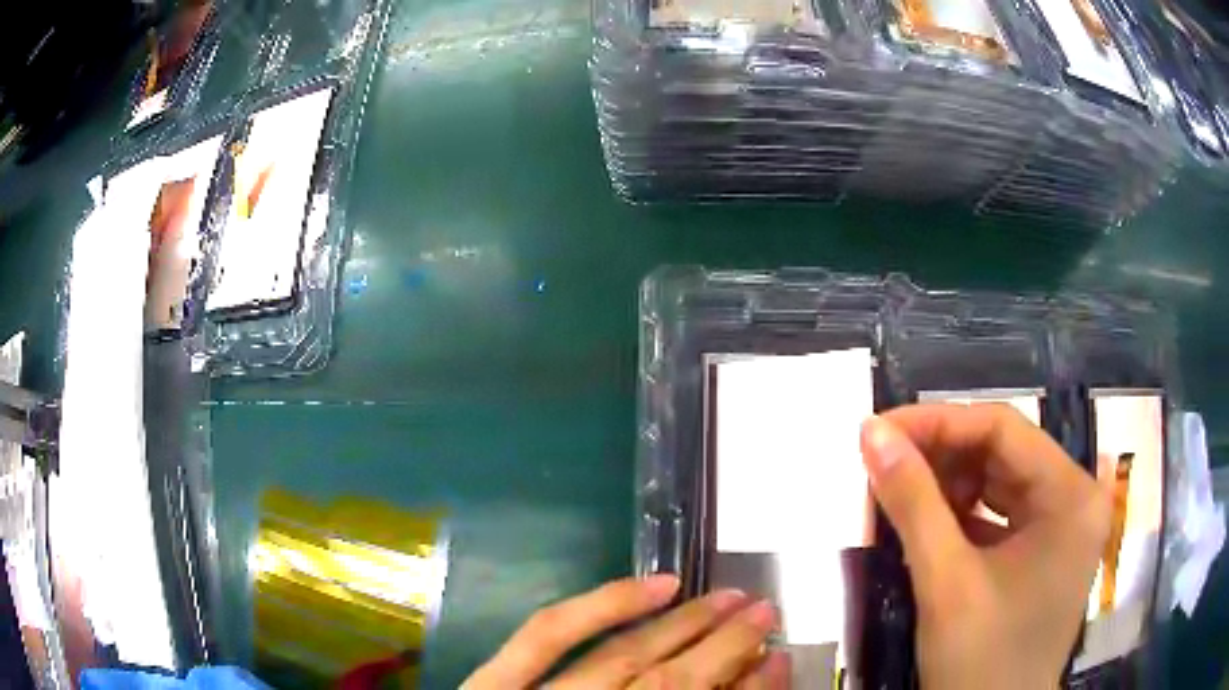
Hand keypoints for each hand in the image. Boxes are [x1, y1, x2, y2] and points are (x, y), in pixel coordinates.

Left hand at [463, 575, 788, 688]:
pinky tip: (655, 585)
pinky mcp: (493, 683)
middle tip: (766, 612)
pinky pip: (548, 635)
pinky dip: (603, 605)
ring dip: (683, 623)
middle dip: (727, 647)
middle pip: (673, 685)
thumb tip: (743, 689)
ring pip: (625, 656)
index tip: (780, 659)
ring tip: (728, 595)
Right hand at [861, 404, 1110, 689]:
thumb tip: (870, 432)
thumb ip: (912, 502)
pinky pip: (1001, 513)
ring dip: (947, 484)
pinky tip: (925, 520)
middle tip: (881, 461)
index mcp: (1070, 496)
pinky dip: (960, 514)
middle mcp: (1075, 498)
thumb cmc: (980, 662)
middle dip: (939, 455)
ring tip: (896, 489)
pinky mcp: (1045, 549)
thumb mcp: (945, 583)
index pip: (1003, 428)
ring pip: (1000, 481)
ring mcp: (1063, 525)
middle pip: (1003, 453)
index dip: (937, 422)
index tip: (878, 429)